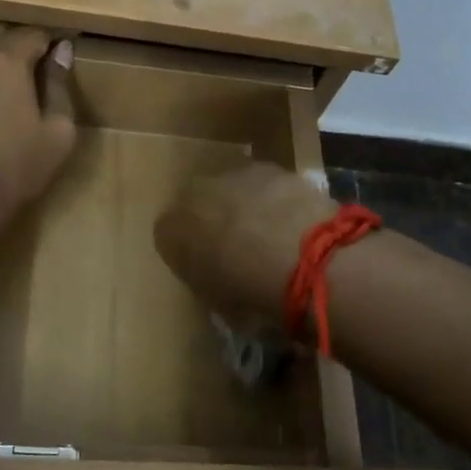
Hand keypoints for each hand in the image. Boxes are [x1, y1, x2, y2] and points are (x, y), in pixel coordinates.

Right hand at [154, 162, 336, 324]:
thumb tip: (218, 278)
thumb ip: (208, 282)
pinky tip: (290, 220)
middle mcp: (191, 193)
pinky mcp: (268, 166)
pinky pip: (263, 185)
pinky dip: (271, 199)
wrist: (302, 257)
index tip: (207, 268)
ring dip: (242, 205)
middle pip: (198, 205)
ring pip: (230, 190)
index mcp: (169, 230)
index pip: (169, 237)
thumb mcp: (218, 302)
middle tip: (236, 247)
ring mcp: (231, 174)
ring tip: (268, 233)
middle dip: (212, 220)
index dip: (189, 252)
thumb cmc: (250, 292)